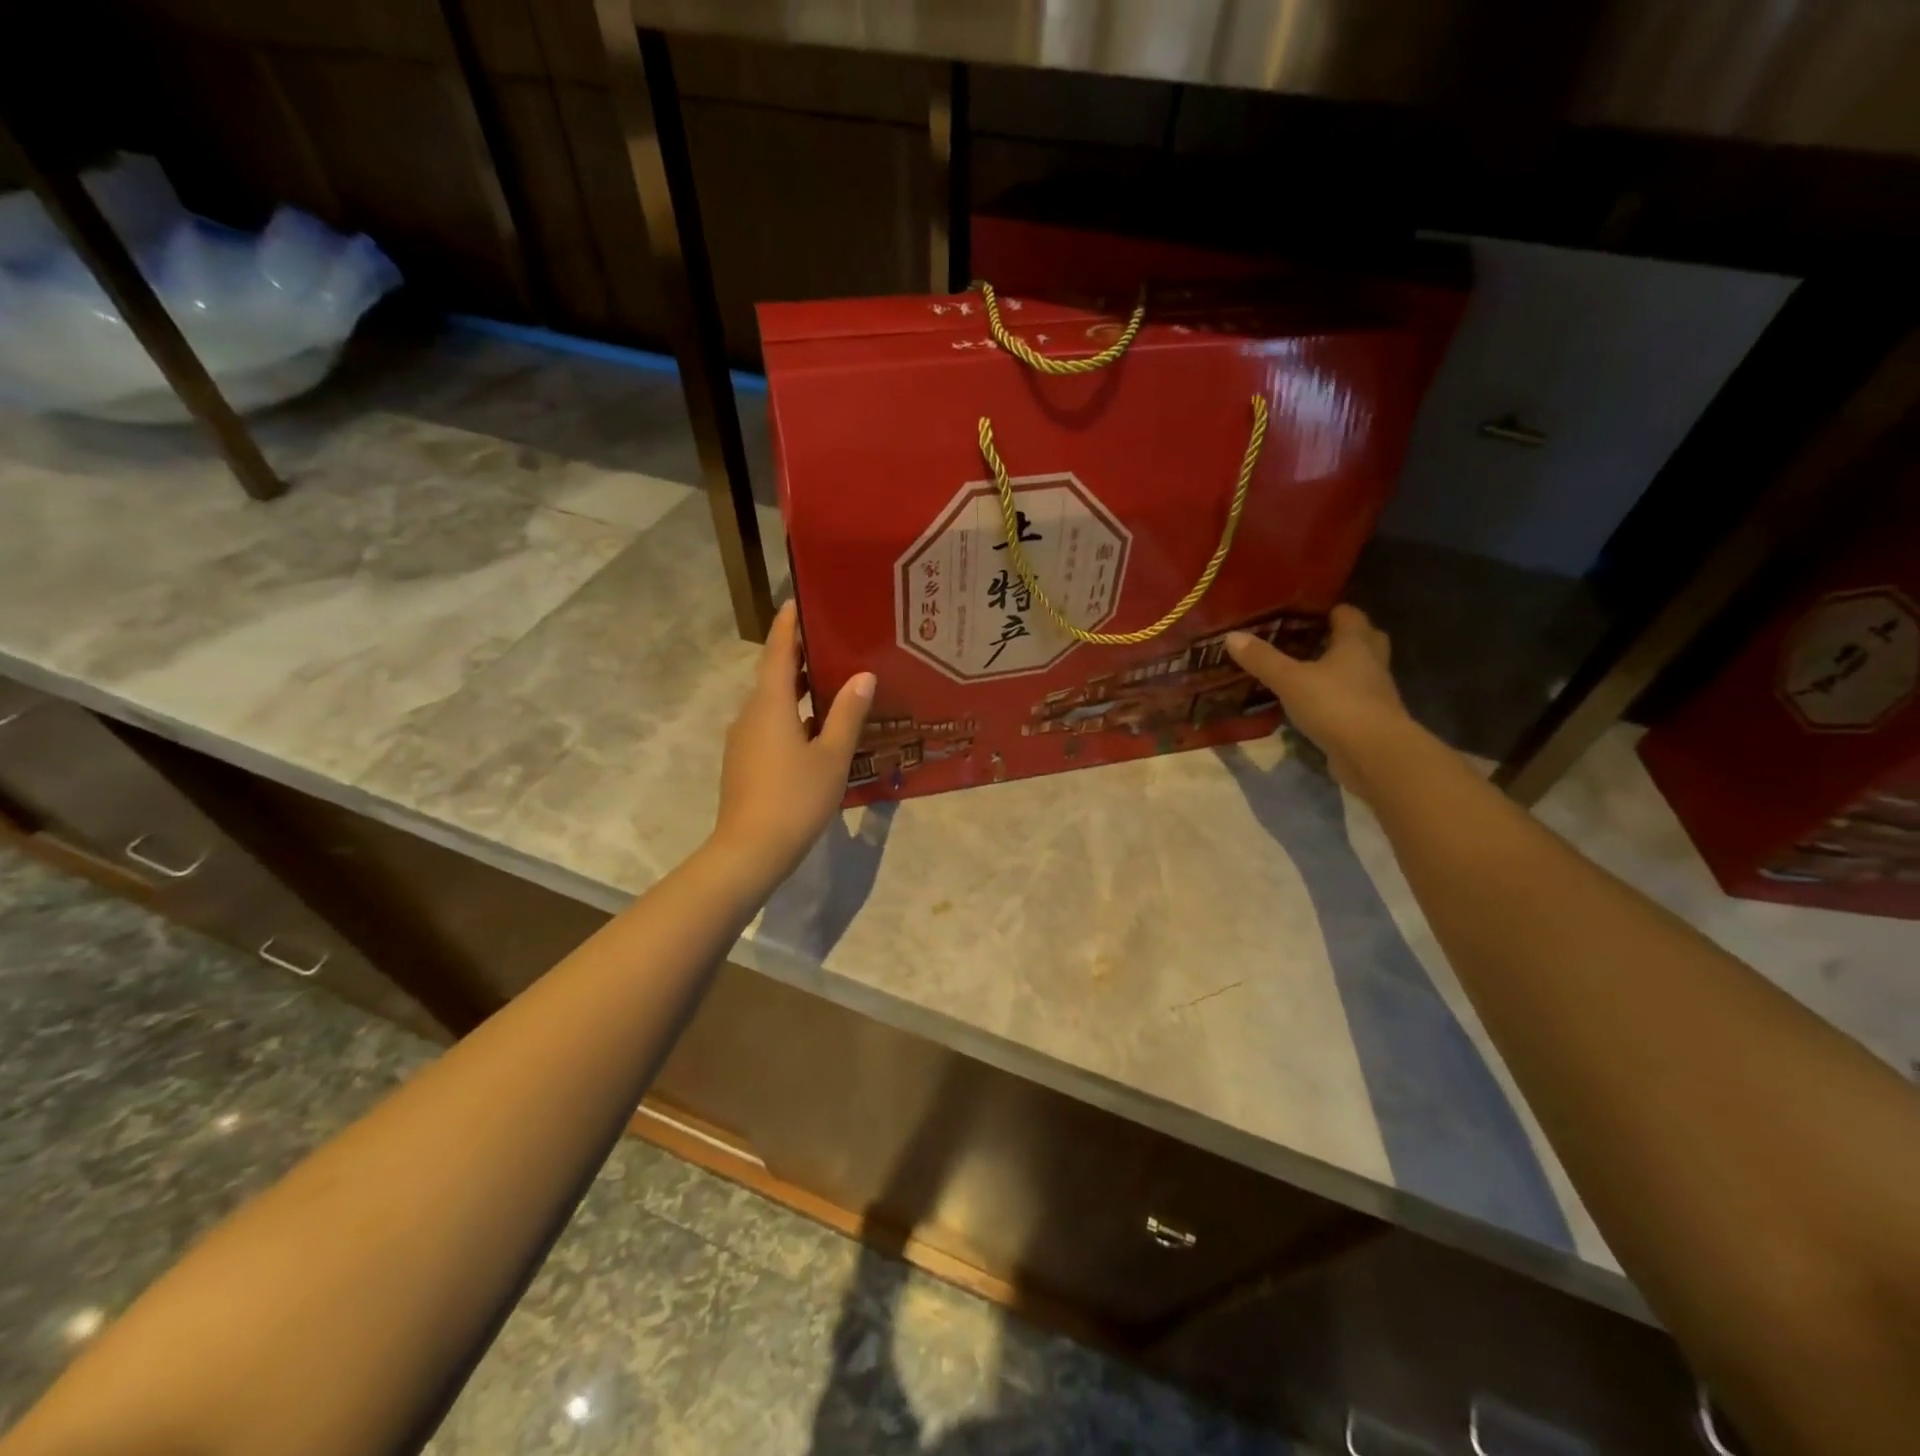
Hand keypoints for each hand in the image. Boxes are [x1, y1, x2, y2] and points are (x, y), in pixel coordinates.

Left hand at [711, 601, 875, 889]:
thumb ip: (847, 714)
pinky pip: (770, 727)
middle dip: (798, 658)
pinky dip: (792, 718)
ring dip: (797, 691)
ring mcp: (743, 741)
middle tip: (831, 644)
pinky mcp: (744, 763)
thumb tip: (862, 676)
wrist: (750, 851)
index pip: (777, 652)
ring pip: (772, 705)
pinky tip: (818, 731)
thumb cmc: (795, 798)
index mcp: (770, 705)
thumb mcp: (832, 756)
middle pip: (773, 676)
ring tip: (832, 685)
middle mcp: (750, 715)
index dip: (786, 626)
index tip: (795, 602)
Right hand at [1226, 605, 1416, 795]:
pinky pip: (1353, 700)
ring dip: (1340, 669)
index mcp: (1355, 644)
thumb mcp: (1290, 680)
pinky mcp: (1370, 721)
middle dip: (1341, 637)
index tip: (1306, 611)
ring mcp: (1375, 694)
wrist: (1374, 754)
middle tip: (1310, 639)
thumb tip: (1232, 636)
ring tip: (1306, 671)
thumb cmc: (1335, 705)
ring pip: (1360, 671)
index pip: (1349, 615)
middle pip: (1364, 640)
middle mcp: (1371, 663)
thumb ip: (1262, 659)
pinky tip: (1312, 704)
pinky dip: (1336, 698)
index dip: (1330, 610)